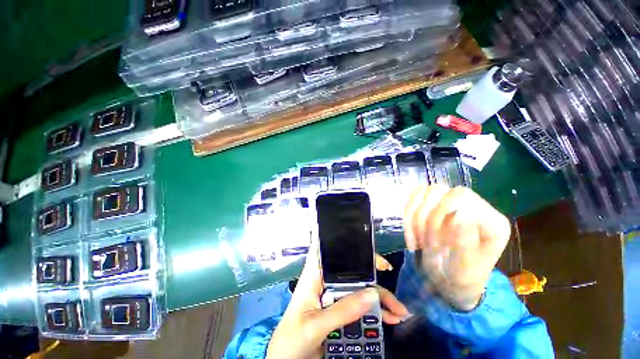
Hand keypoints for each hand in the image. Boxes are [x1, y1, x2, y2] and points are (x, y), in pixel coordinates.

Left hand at [266, 244, 408, 358]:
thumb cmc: (292, 338)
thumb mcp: (316, 325)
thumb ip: (342, 310)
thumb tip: (373, 294)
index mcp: (315, 275)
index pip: (332, 252)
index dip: (351, 248)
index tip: (373, 255)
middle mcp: (327, 282)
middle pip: (353, 273)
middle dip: (374, 279)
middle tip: (393, 287)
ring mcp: (334, 297)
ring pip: (359, 290)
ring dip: (379, 299)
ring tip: (399, 311)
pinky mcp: (340, 311)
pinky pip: (360, 307)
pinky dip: (375, 312)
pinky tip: (390, 318)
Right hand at [404, 185, 510, 310]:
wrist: (446, 279)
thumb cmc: (458, 276)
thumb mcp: (463, 267)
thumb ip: (465, 242)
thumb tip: (459, 213)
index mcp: (491, 221)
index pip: (461, 197)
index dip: (438, 213)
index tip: (431, 243)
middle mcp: (473, 206)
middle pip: (440, 191)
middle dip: (425, 217)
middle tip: (422, 242)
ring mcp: (451, 202)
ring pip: (425, 191)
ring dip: (414, 216)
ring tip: (416, 238)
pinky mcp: (435, 204)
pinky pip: (414, 197)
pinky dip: (408, 213)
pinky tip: (410, 230)